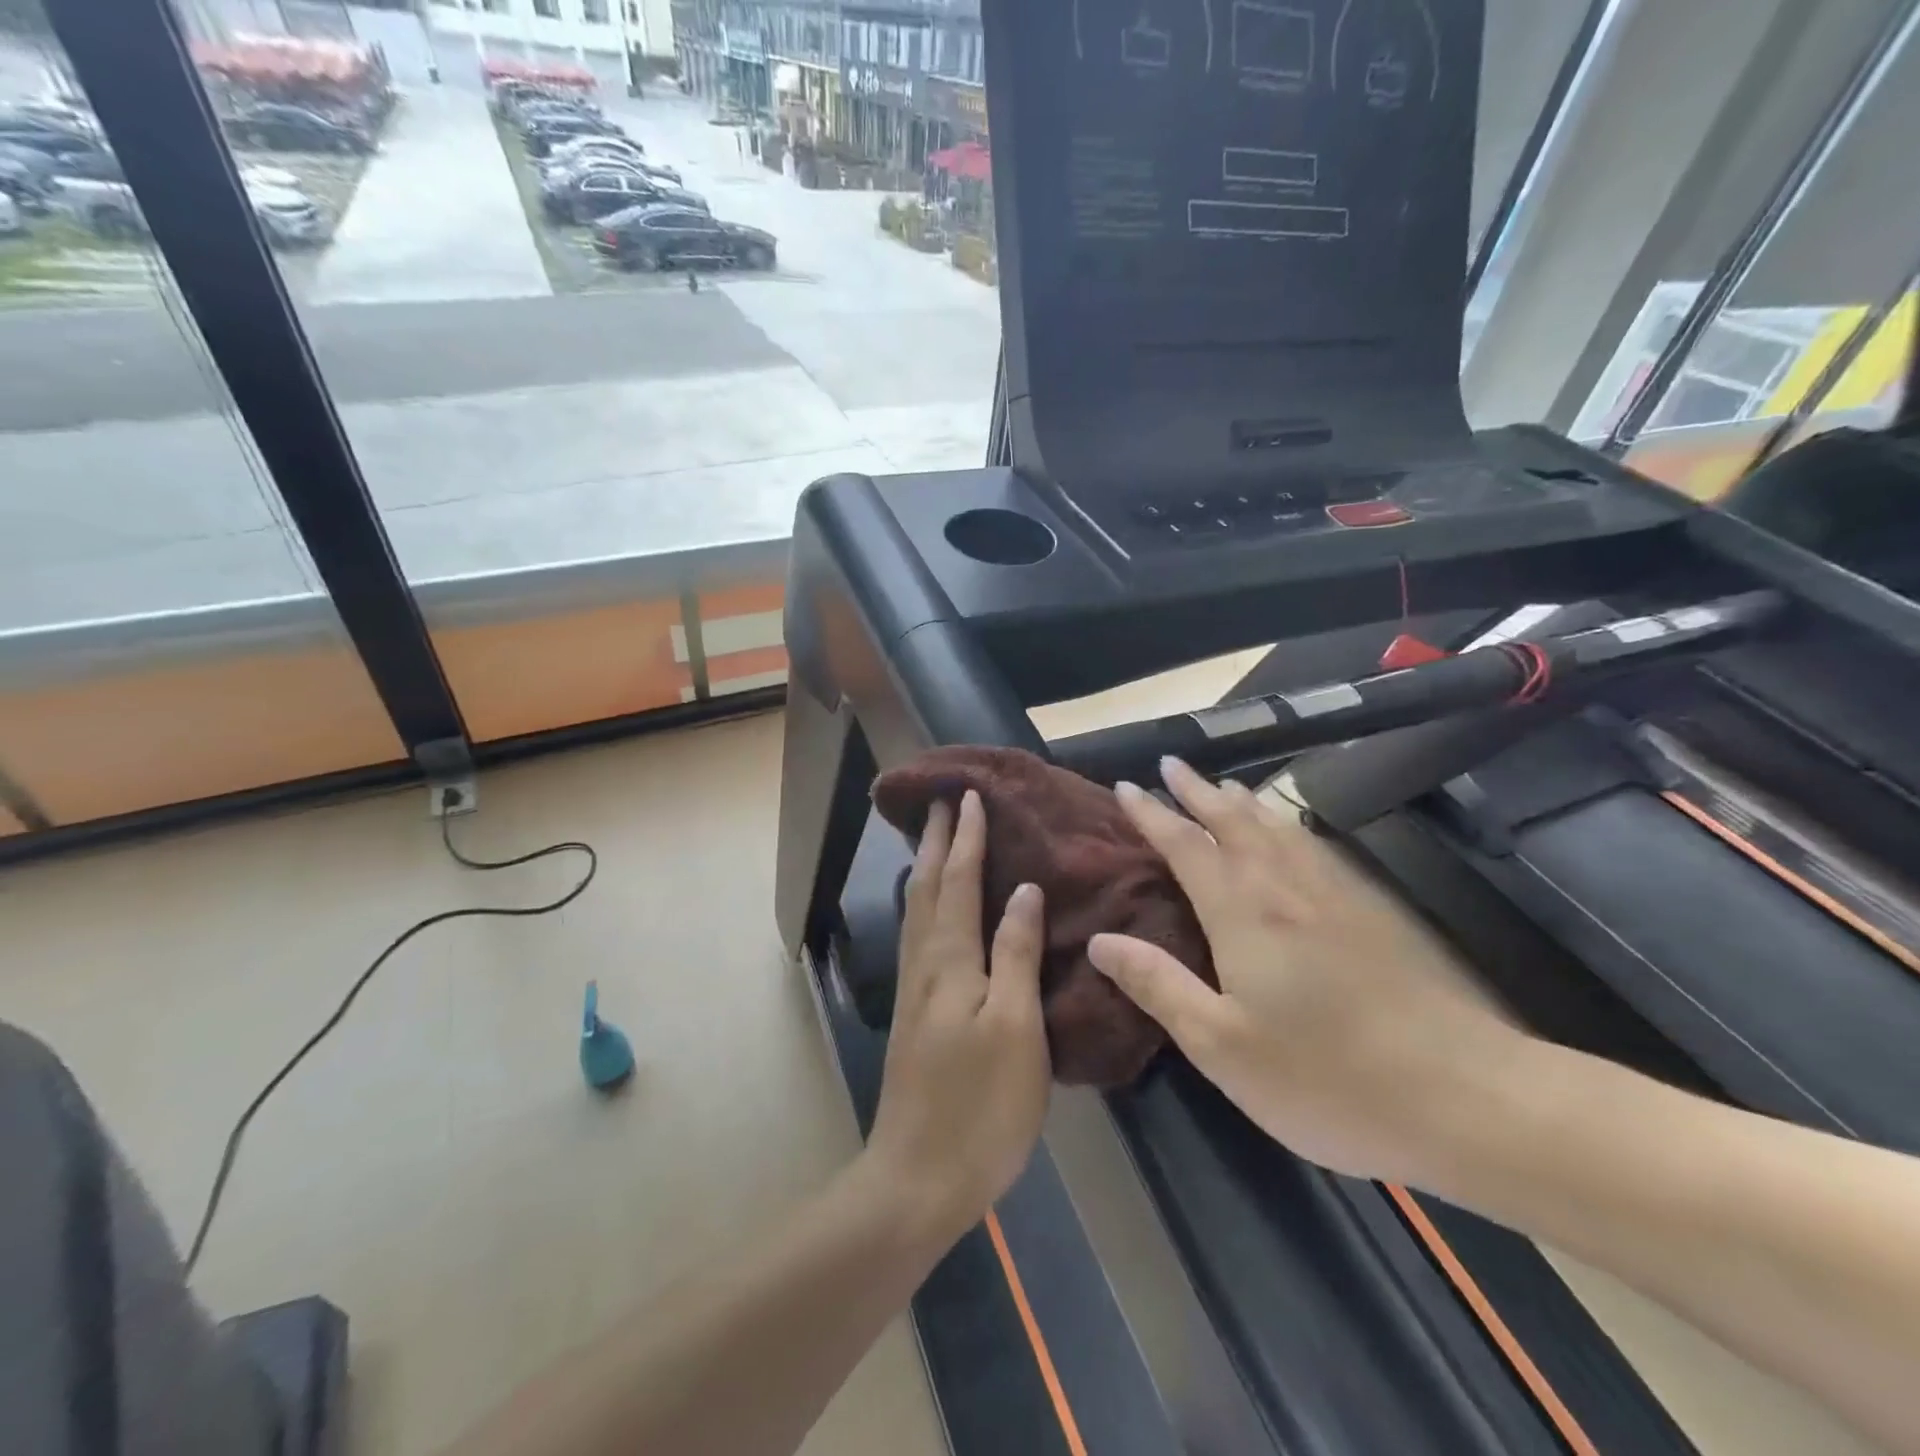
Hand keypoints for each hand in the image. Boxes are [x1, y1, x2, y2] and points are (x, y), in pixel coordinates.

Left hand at [865, 790, 1051, 1245]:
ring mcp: (915, 988)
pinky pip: (918, 933)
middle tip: (943, 801)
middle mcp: (925, 962)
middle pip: (925, 886)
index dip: (965, 836)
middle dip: (935, 840)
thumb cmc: (980, 1104)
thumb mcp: (1015, 1027)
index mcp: (950, 959)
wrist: (919, 1177)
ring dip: (924, 866)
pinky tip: (932, 908)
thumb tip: (1022, 889)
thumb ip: (1016, 953)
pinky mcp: (915, 1012)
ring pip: (916, 908)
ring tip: (933, 839)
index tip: (969, 795)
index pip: (957, 880)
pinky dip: (925, 902)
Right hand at [1087, 759, 1527, 1184]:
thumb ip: (1158, 985)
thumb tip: (1099, 941)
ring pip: (1278, 828)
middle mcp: (1285, 888)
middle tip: (1172, 763)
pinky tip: (1292, 835)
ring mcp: (1335, 896)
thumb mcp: (1221, 1046)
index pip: (1186, 845)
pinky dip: (1287, 825)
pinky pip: (1314, 846)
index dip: (1152, 814)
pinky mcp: (1373, 913)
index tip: (1125, 786)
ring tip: (1223, 784)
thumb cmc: (1326, 1078)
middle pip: (1233, 821)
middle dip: (1198, 790)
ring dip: (1243, 801)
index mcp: (1243, 913)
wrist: (1465, 1098)